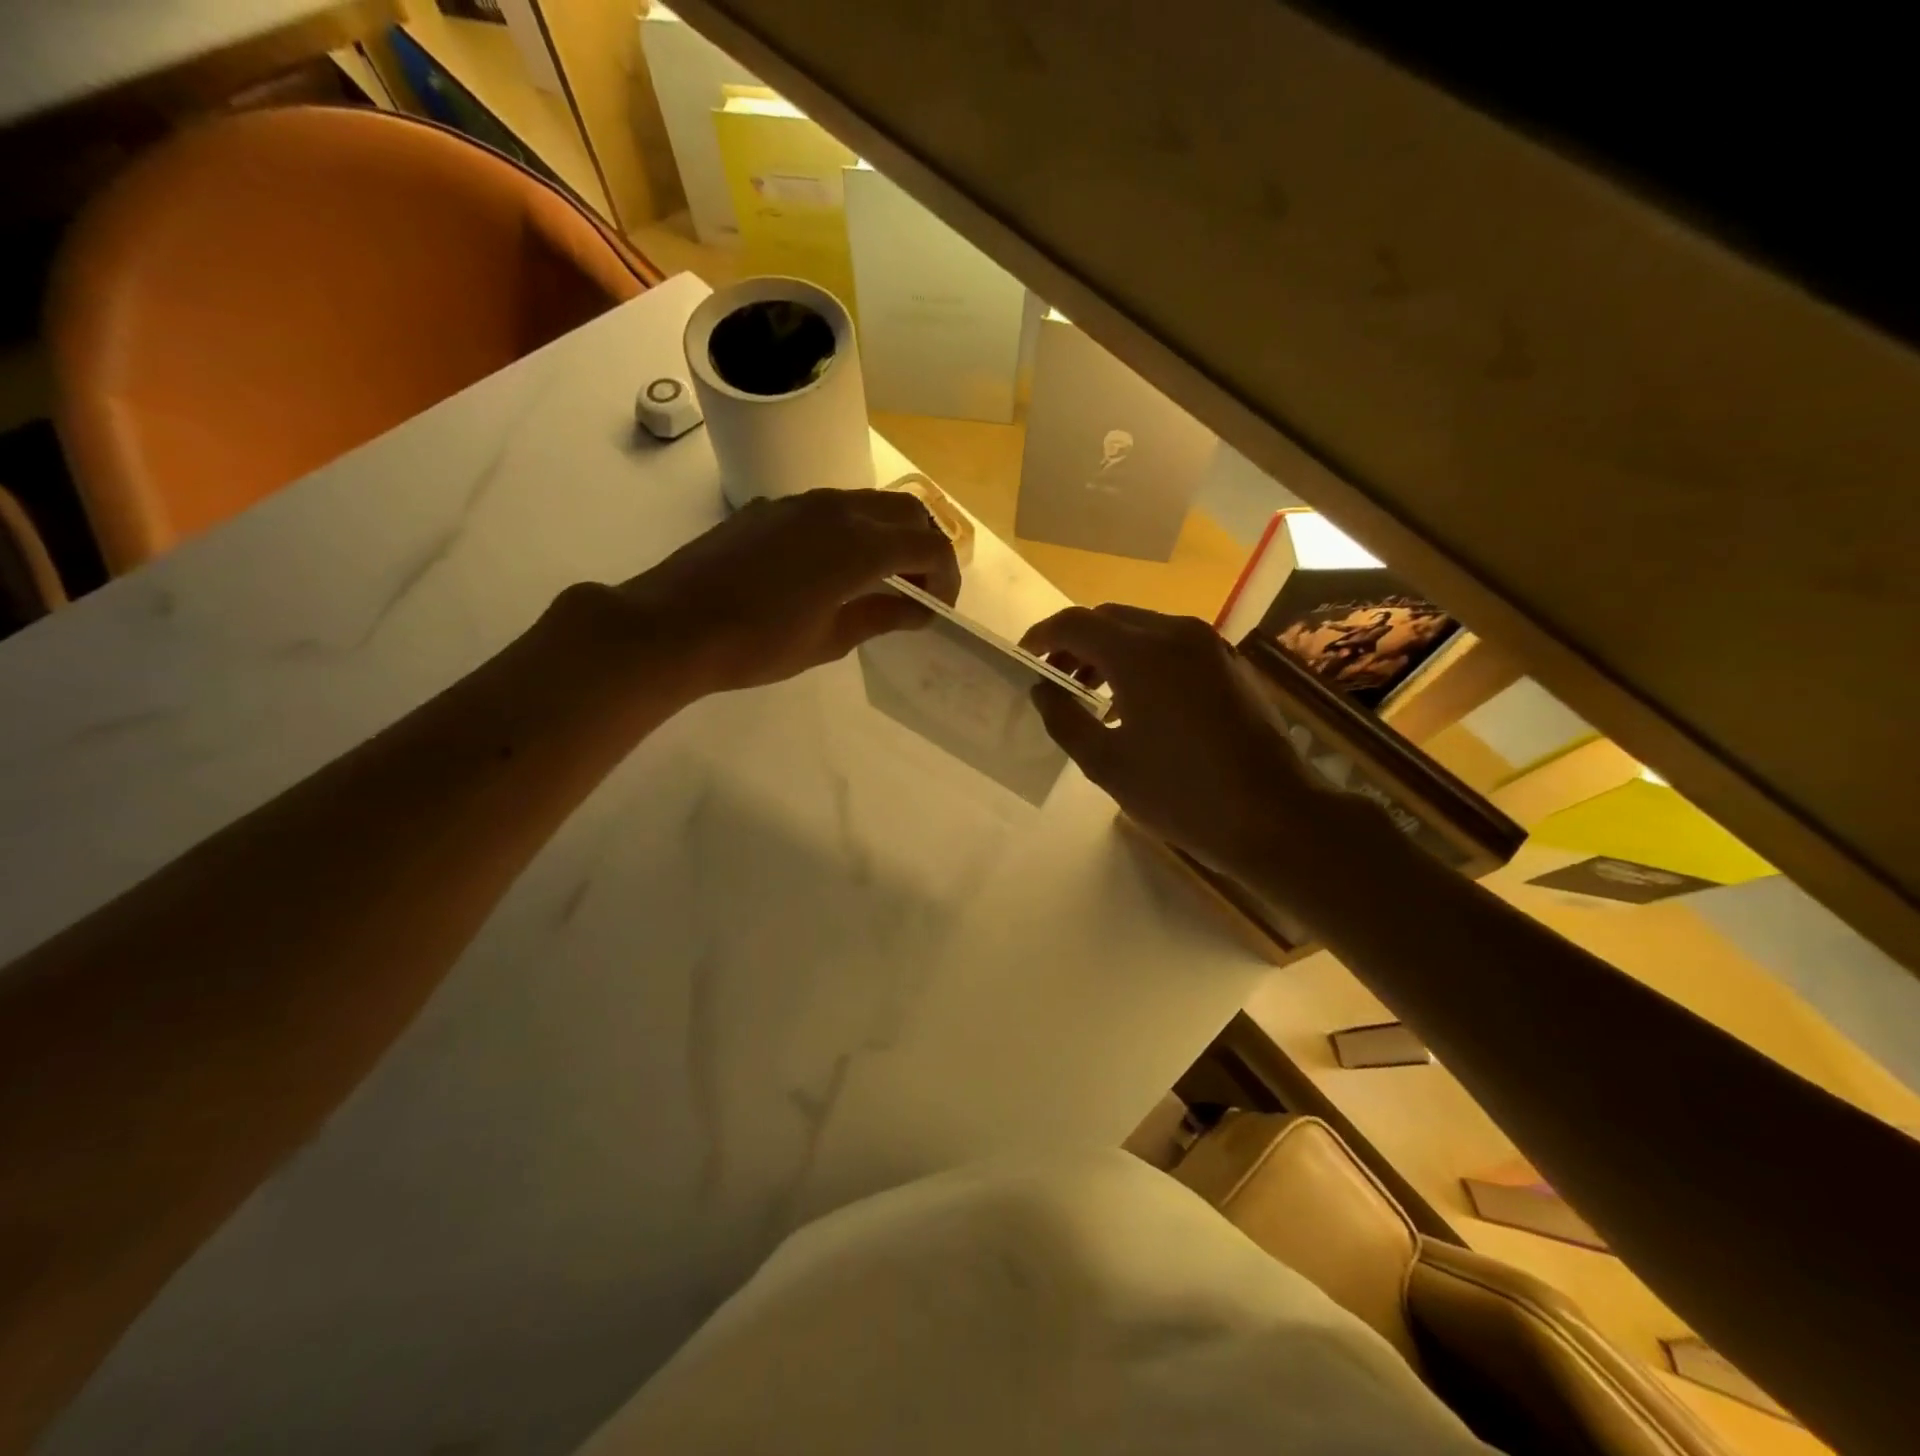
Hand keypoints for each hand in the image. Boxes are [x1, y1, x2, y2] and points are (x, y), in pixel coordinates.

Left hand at [620, 488, 960, 692]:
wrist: (672, 625)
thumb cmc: (756, 644)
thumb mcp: (828, 640)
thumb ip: (880, 617)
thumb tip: (917, 611)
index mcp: (859, 545)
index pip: (929, 546)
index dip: (946, 577)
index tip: (940, 608)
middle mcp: (836, 509)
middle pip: (906, 510)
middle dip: (925, 546)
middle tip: (919, 589)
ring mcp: (800, 503)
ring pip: (866, 503)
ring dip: (888, 534)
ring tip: (881, 578)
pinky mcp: (771, 508)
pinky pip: (829, 508)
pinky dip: (851, 530)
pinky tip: (831, 568)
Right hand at [1021, 605, 1351, 879]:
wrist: (1274, 816)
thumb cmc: (1181, 794)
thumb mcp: (1106, 764)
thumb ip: (1065, 719)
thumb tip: (1043, 689)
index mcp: (1141, 654)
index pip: (1076, 623)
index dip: (1043, 635)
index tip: (1024, 657)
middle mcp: (1176, 633)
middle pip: (1109, 618)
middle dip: (1075, 641)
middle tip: (1054, 677)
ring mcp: (1209, 645)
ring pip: (1143, 628)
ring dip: (1109, 650)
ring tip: (1090, 692)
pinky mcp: (1229, 663)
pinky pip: (1172, 645)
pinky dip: (1142, 658)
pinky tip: (1136, 701)